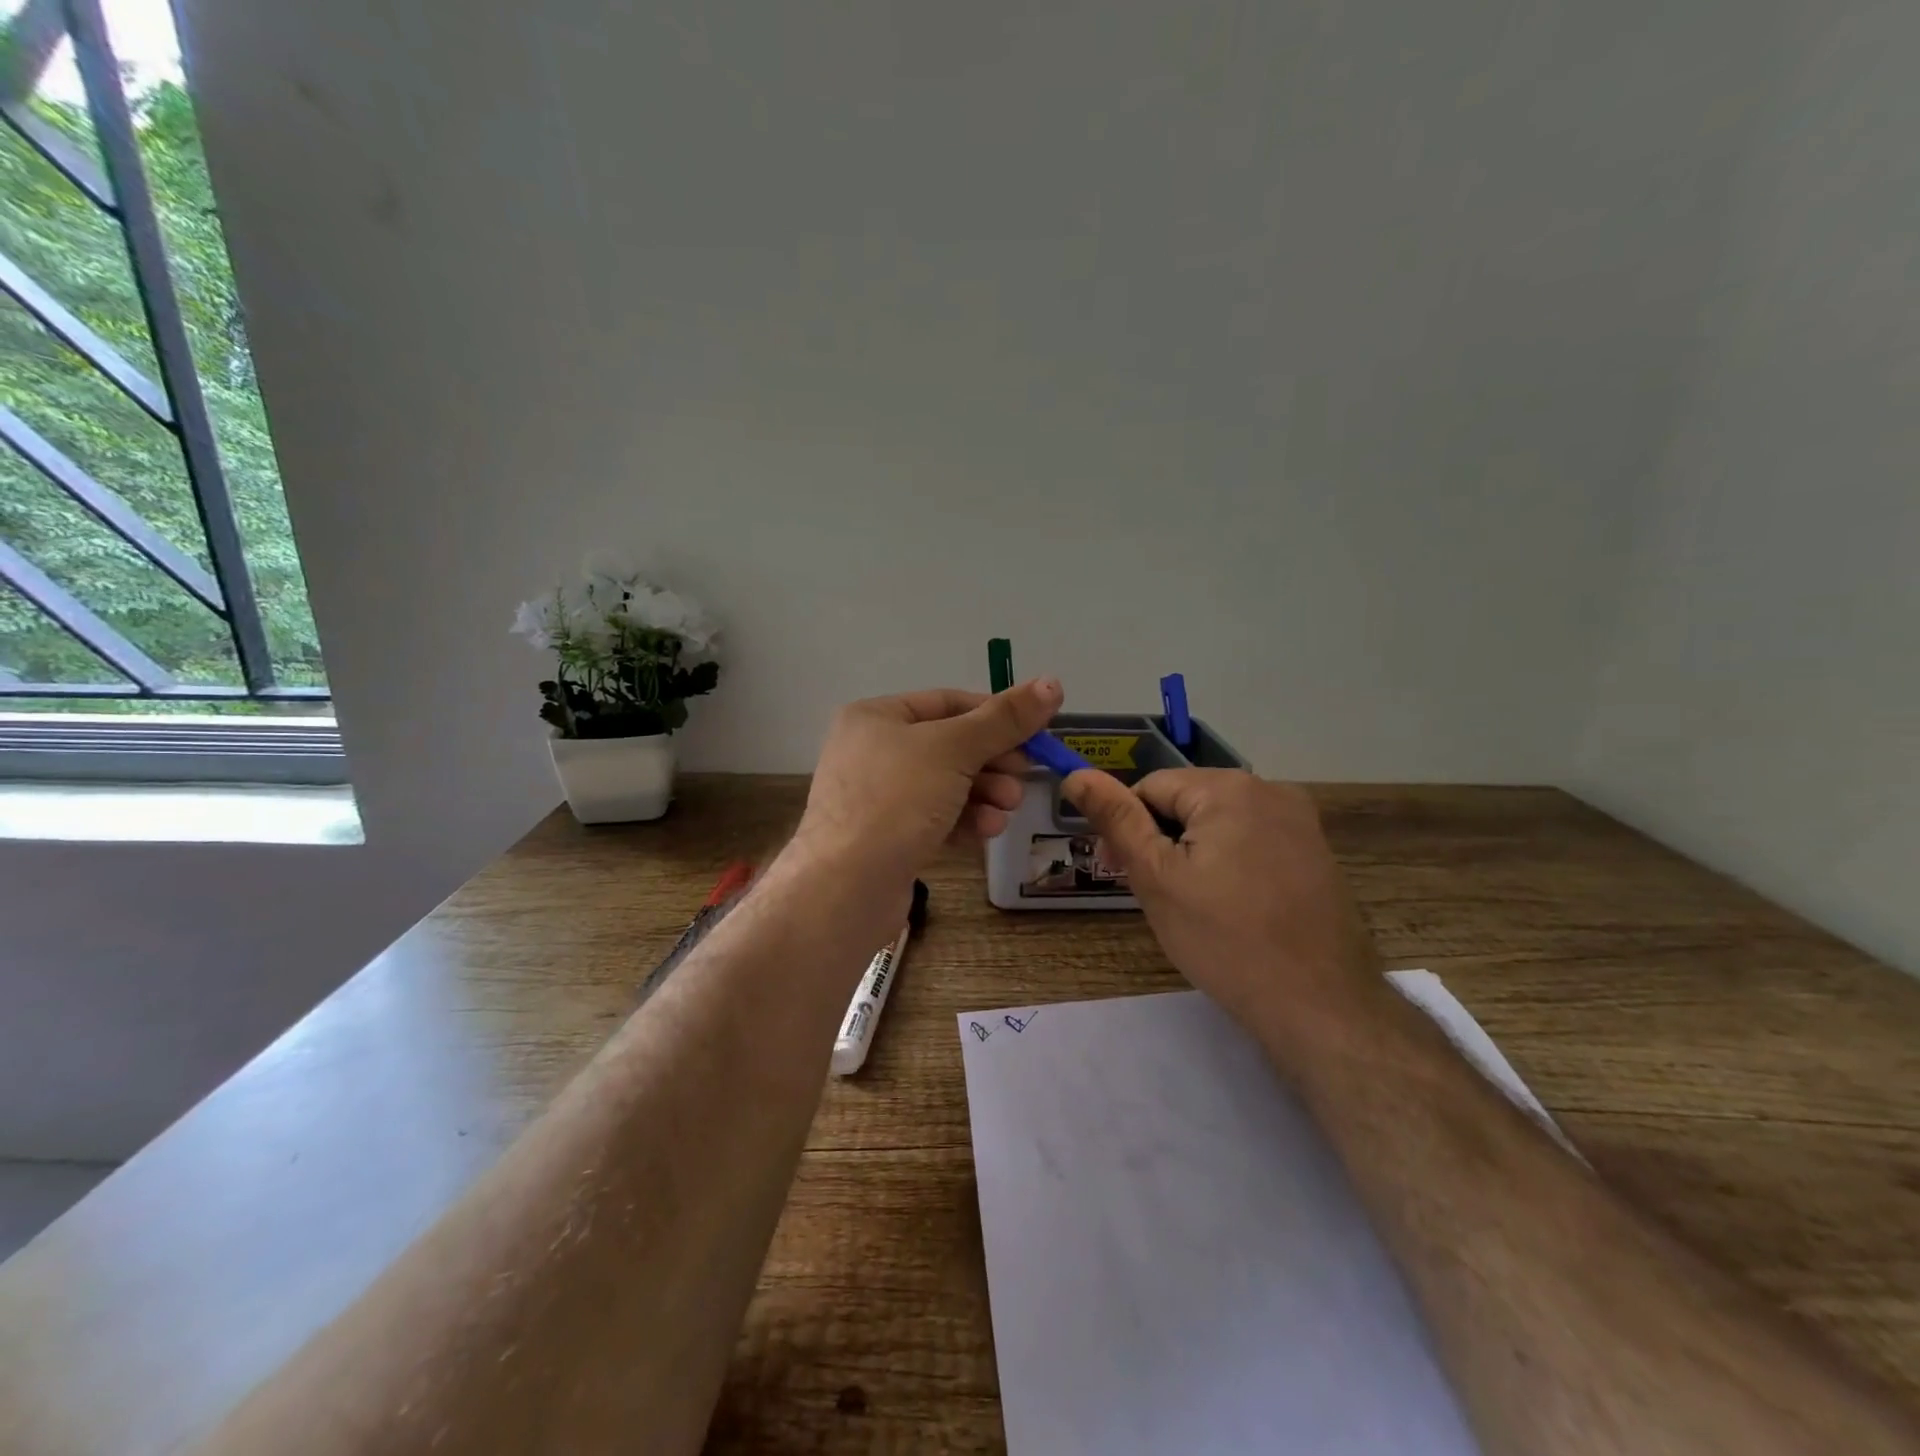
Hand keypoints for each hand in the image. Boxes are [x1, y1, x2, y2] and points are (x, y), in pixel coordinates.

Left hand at [794, 678, 1062, 894]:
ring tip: (1007, 809)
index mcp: (876, 716)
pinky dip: (964, 821)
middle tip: (1024, 779)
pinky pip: (935, 817)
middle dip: (993, 763)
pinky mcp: (886, 837)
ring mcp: (878, 797)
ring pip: (947, 785)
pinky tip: (986, 832)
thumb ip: (1004, 719)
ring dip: (985, 794)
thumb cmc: (896, 801)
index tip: (1035, 736)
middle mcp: (872, 750)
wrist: (844, 889)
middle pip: (950, 746)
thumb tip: (1052, 682)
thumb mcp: (954, 750)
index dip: (996, 715)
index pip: (949, 702)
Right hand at [1062, 768, 1386, 1065]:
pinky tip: (1231, 908)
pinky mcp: (1316, 852)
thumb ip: (1116, 819)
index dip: (1127, 827)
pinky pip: (1253, 841)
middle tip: (1154, 895)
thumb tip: (1077, 774)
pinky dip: (1230, 864)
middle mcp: (1271, 789)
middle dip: (1161, 841)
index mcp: (1229, 787)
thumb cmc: (1225, 939)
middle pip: (1188, 801)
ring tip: (1193, 907)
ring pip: (1219, 823)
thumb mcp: (1156, 877)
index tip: (1119, 873)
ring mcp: (1301, 821)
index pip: (1151, 787)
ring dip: (1194, 853)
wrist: (1320, 1005)